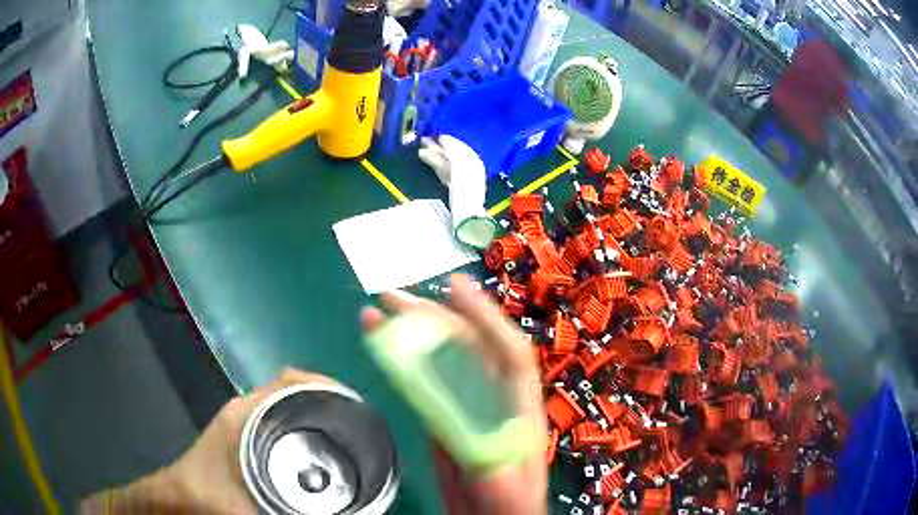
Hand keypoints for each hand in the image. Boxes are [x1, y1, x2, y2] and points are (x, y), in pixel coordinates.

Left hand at [80, 369, 335, 513]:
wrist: (179, 499)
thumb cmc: (207, 494)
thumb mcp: (249, 508)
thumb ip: (290, 513)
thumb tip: (339, 512)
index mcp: (246, 414)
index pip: (292, 380)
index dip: (326, 384)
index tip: (354, 405)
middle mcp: (247, 411)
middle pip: (296, 393)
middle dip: (329, 404)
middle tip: (358, 430)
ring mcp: (245, 424)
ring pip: (289, 409)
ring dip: (317, 418)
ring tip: (347, 441)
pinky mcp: (245, 438)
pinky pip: (281, 424)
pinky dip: (303, 432)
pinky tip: (317, 457)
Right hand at [361, 274, 547, 514]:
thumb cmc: (508, 507)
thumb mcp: (504, 493)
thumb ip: (493, 470)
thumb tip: (478, 445)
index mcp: (516, 412)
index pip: (506, 354)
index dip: (484, 318)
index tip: (456, 288)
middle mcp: (491, 401)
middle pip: (466, 349)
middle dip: (432, 317)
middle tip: (394, 296)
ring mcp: (465, 408)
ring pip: (439, 362)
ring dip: (412, 334)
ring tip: (381, 310)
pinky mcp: (443, 421)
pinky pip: (423, 384)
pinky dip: (402, 363)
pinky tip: (386, 346)